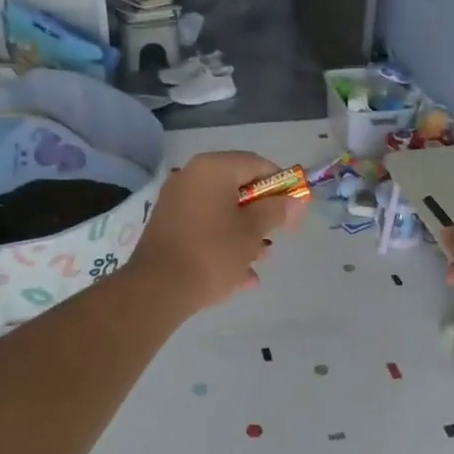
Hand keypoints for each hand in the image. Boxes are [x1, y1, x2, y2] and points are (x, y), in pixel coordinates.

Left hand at [126, 151, 305, 314]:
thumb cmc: (213, 253)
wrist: (158, 289)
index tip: (295, 211)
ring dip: (244, 234)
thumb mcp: (252, 232)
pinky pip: (204, 229)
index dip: (281, 186)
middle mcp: (190, 178)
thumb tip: (295, 201)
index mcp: (212, 169)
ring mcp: (176, 203)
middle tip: (278, 236)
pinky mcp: (168, 228)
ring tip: (259, 261)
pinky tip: (240, 276)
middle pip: (238, 189)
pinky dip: (223, 245)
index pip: (257, 164)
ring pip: (221, 212)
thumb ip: (276, 211)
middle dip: (261, 214)